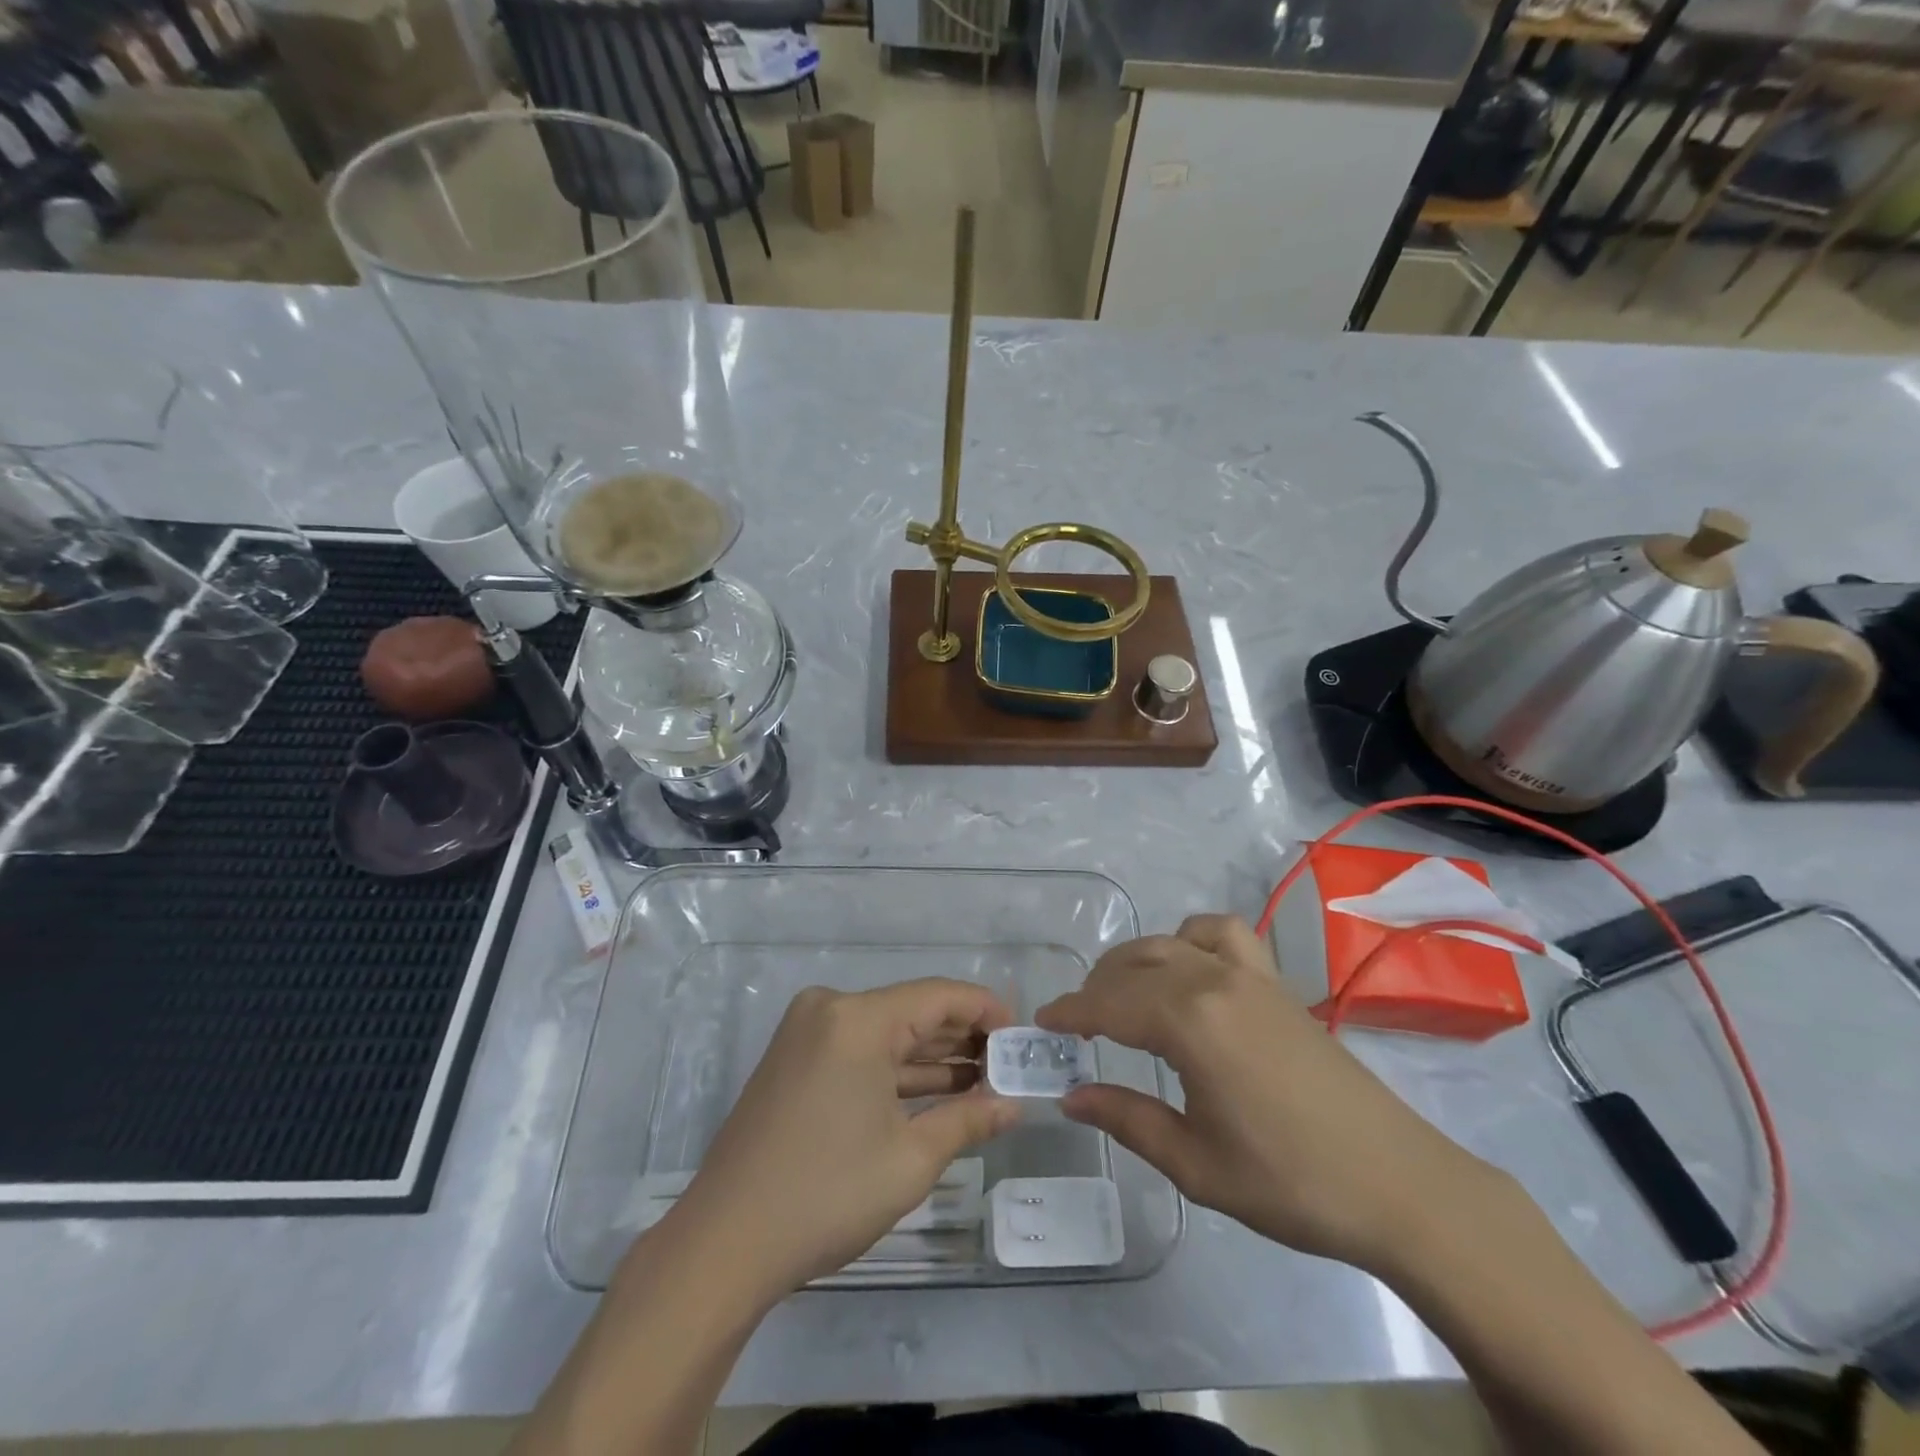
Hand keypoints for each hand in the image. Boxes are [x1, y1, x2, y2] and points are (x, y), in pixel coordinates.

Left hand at [665, 979, 1021, 1300]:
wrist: (724, 1243)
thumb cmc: (827, 1193)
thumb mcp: (910, 1158)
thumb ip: (969, 1120)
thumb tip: (1013, 1106)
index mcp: (856, 1017)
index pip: (938, 996)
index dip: (985, 1010)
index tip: (1020, 1035)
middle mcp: (829, 1009)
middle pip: (911, 1011)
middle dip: (961, 1038)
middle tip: (1008, 1065)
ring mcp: (806, 1034)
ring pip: (886, 1034)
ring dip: (932, 1057)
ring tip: (984, 1081)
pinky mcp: (794, 1060)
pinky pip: (859, 1052)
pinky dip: (895, 1071)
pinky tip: (937, 1092)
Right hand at [1035, 915, 1494, 1273]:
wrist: (1398, 1185)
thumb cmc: (1289, 1182)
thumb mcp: (1195, 1163)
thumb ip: (1127, 1119)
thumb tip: (1070, 1097)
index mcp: (1189, 1023)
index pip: (1108, 1004)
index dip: (1069, 1012)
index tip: (1042, 1023)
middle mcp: (1214, 981)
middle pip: (1135, 965)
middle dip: (1097, 987)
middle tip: (1078, 1023)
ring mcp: (1250, 975)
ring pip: (1173, 940)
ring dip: (1138, 959)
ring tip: (1126, 994)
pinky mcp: (1276, 983)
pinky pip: (1222, 934)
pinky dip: (1191, 939)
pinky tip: (1190, 973)